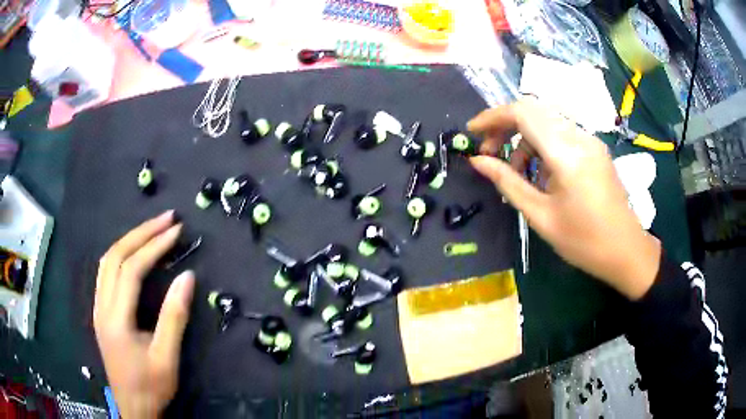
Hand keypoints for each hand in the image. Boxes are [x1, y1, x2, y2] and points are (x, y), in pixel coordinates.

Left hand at [94, 210, 194, 417]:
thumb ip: (174, 317)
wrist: (133, 408)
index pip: (131, 270)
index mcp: (115, 319)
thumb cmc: (151, 386)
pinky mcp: (100, 313)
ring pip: (107, 262)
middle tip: (166, 219)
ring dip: (129, 240)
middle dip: (141, 233)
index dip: (154, 247)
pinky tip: (133, 253)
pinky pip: (106, 273)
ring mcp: (98, 308)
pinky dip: (121, 255)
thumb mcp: (167, 358)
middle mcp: (101, 307)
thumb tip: (187, 277)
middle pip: (115, 256)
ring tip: (152, 230)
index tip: (176, 231)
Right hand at [468, 99, 660, 299]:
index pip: (523, 113)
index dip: (492, 117)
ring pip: (546, 122)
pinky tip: (542, 175)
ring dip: (524, 139)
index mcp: (567, 154)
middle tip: (490, 154)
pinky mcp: (594, 148)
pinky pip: (561, 134)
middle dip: (505, 126)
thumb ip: (508, 183)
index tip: (472, 133)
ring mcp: (590, 140)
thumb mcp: (541, 216)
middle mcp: (580, 137)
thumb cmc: (584, 242)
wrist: (626, 251)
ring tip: (517, 172)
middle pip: (533, 111)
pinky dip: (542, 146)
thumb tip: (477, 161)